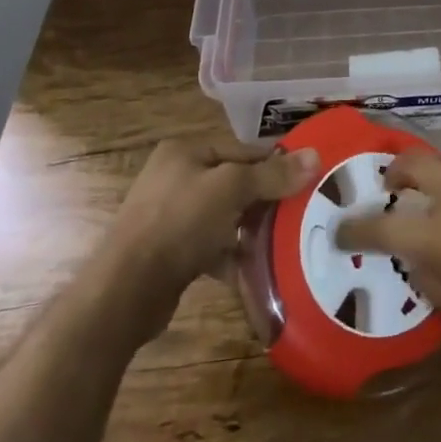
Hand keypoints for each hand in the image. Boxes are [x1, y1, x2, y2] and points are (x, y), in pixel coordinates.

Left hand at [108, 138, 318, 329]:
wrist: (125, 291)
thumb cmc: (179, 223)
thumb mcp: (231, 190)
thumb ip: (273, 174)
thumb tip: (316, 155)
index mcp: (186, 152)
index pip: (244, 150)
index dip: (277, 164)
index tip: (310, 181)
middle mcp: (176, 177)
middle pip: (236, 183)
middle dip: (267, 200)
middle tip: (303, 213)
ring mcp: (171, 215)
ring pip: (225, 216)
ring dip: (252, 229)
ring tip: (286, 241)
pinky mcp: (171, 251)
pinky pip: (212, 246)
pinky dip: (233, 255)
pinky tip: (256, 269)